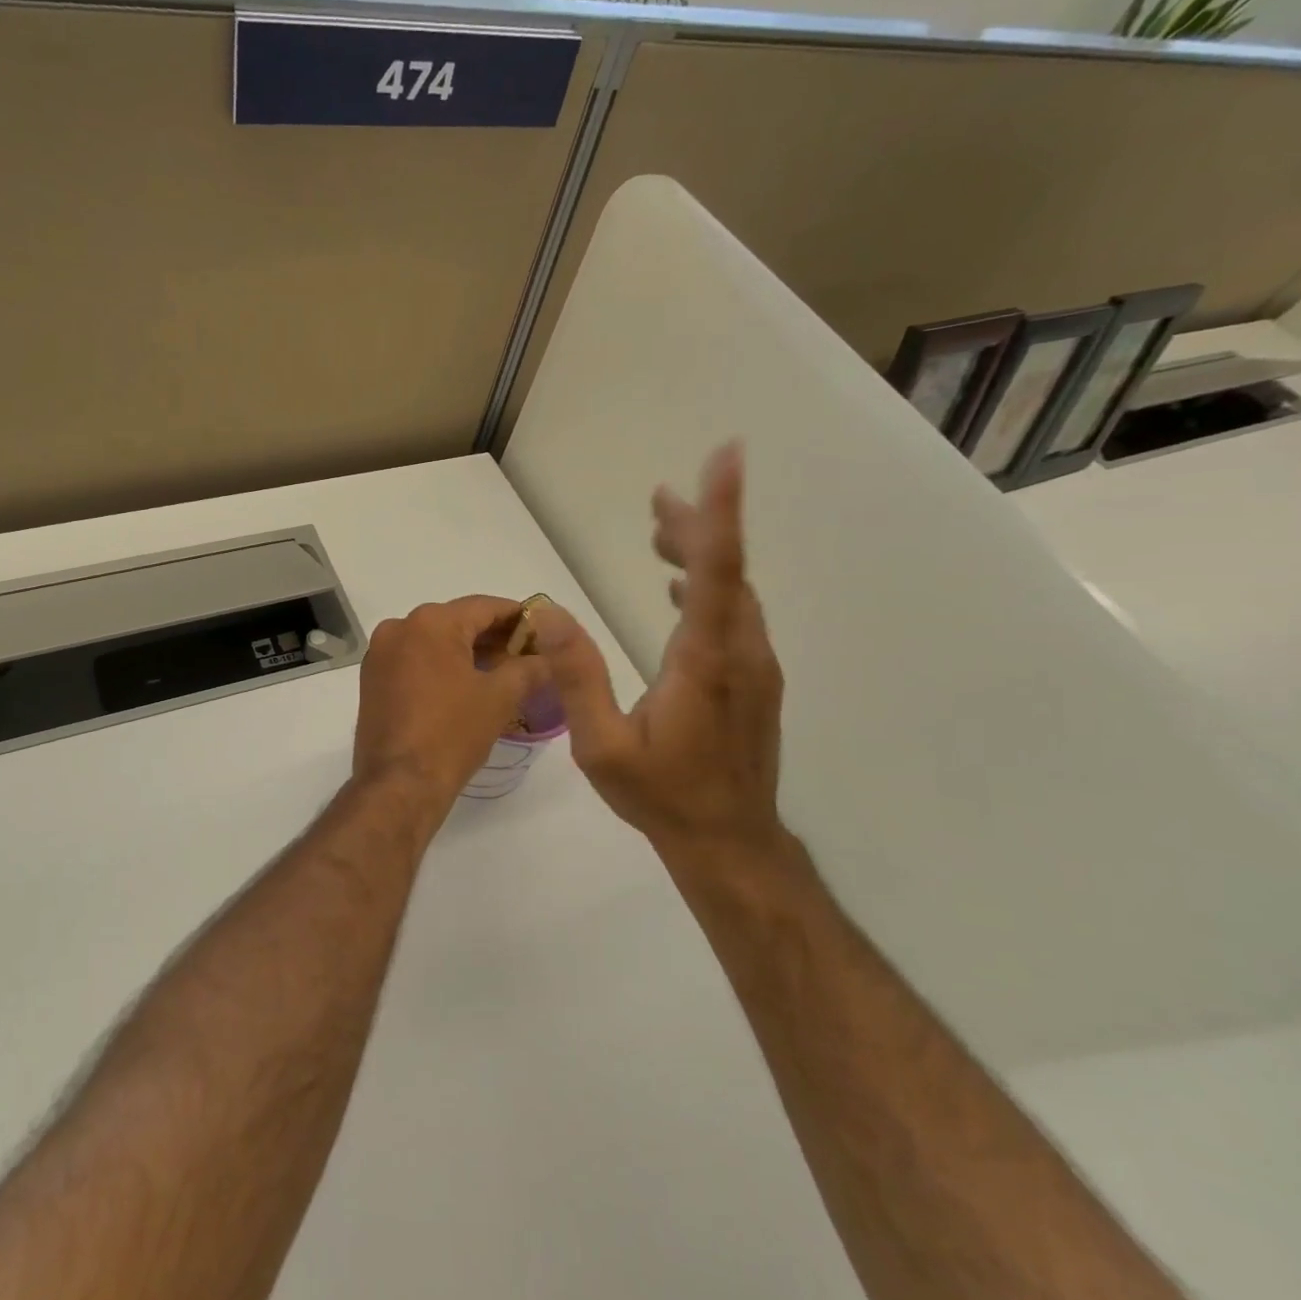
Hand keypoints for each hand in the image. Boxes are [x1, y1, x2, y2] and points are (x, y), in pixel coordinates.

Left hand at [353, 596, 550, 806]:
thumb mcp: (500, 697)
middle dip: (493, 637)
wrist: (399, 784)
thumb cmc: (451, 734)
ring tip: (502, 672)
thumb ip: (528, 668)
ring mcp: (380, 654)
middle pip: (457, 621)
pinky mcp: (372, 679)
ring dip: (467, 652)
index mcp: (430, 623)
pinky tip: (466, 685)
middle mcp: (399, 628)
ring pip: (434, 641)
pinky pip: (414, 660)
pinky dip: (441, 666)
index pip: (484, 607)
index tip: (543, 630)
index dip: (518, 617)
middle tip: (527, 655)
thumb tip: (548, 659)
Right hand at [532, 444, 792, 865]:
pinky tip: (675, 588)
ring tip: (661, 527)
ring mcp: (754, 667)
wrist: (729, 842)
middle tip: (658, 499)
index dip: (717, 512)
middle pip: (726, 571)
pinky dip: (707, 587)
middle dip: (696, 527)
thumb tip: (547, 612)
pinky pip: (733, 615)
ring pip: (733, 592)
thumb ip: (576, 676)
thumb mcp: (602, 745)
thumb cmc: (663, 796)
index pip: (716, 571)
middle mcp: (740, 652)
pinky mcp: (753, 680)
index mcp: (706, 661)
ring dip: (701, 555)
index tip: (727, 457)